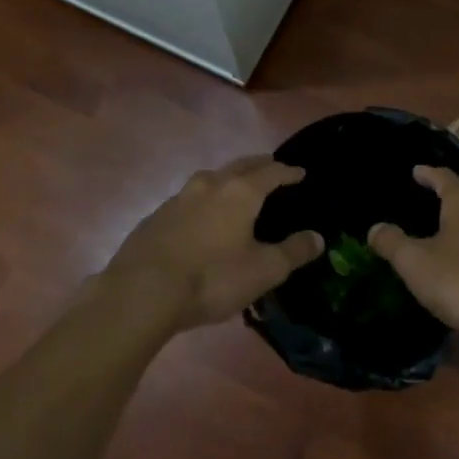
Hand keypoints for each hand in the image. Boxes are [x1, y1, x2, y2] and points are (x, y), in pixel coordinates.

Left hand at [100, 156, 322, 331]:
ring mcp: (178, 198)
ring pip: (210, 178)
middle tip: (272, 168)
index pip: (271, 172)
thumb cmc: (211, 278)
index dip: (288, 171)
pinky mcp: (156, 216)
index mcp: (240, 192)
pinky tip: (201, 217)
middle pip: (240, 166)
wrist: (141, 292)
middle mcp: (210, 185)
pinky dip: (204, 200)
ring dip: (227, 179)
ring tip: (236, 188)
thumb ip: (293, 252)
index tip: (300, 172)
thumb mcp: (263, 271)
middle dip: (259, 165)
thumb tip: (318, 237)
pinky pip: (188, 199)